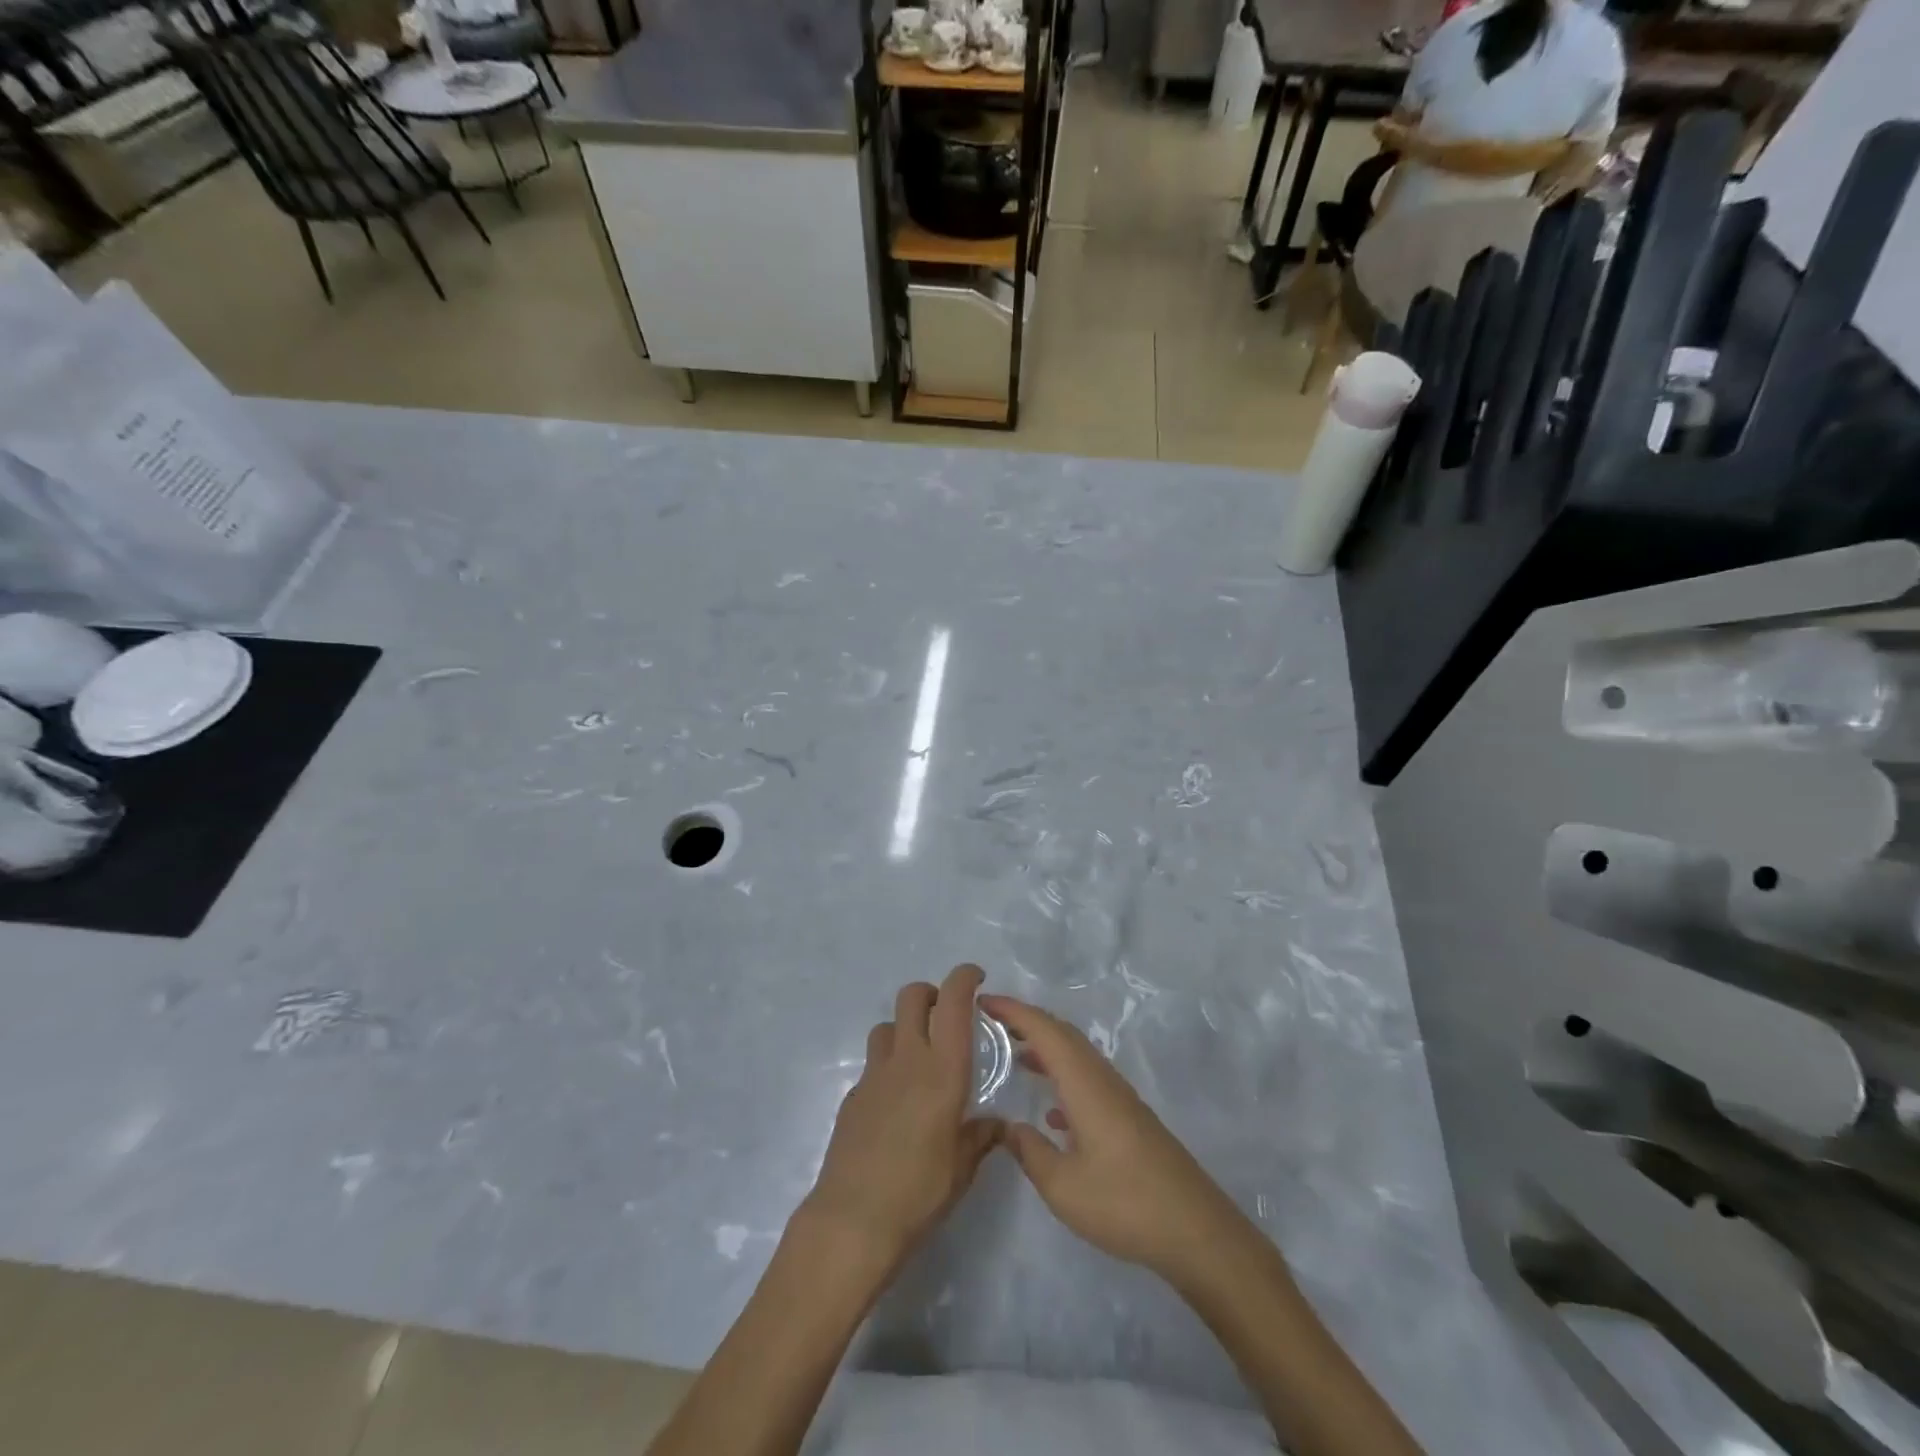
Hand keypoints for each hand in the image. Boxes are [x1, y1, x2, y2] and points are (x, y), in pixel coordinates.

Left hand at [805, 965, 1002, 1267]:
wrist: (853, 1220)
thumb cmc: (919, 1192)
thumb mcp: (963, 1168)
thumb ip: (981, 1137)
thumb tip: (996, 1124)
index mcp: (943, 1070)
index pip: (953, 1003)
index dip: (964, 978)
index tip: (976, 977)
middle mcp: (908, 1060)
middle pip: (912, 997)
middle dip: (931, 993)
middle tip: (947, 1016)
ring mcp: (874, 1075)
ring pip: (888, 1025)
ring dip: (906, 1028)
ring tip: (920, 1058)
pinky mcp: (853, 1096)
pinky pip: (873, 1064)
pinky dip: (888, 1067)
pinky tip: (896, 1103)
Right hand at [982, 994, 1246, 1286]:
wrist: (1196, 1231)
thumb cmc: (1124, 1203)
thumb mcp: (1062, 1186)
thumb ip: (1029, 1151)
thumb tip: (1008, 1127)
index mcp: (1085, 1084)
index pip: (1044, 1030)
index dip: (1013, 1011)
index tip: (983, 1001)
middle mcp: (1103, 1080)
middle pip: (1063, 1035)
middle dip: (1028, 1022)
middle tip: (993, 1023)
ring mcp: (1120, 1099)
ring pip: (1078, 1057)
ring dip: (1047, 1049)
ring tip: (1015, 1057)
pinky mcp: (1130, 1120)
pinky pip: (1089, 1080)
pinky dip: (1064, 1078)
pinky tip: (1053, 1115)